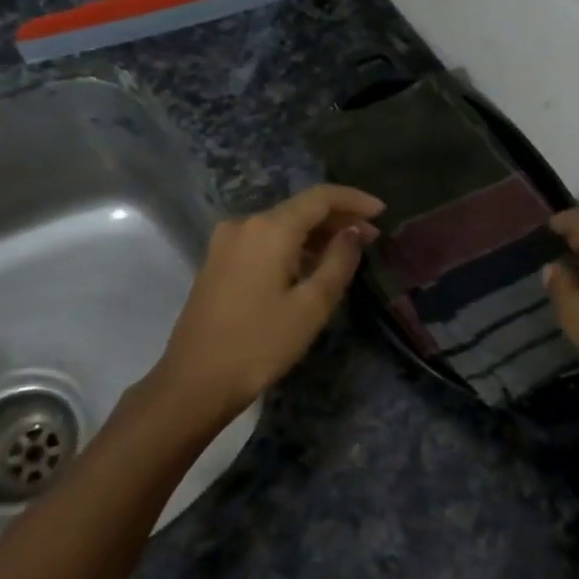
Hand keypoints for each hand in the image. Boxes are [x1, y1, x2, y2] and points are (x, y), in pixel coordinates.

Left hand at [144, 184, 382, 426]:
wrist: (194, 381)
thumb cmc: (260, 344)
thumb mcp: (311, 306)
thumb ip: (338, 261)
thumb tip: (353, 232)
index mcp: (269, 228)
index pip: (320, 197)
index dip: (354, 200)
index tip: (383, 211)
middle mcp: (244, 224)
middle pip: (299, 209)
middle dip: (337, 219)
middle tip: (372, 237)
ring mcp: (226, 242)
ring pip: (281, 225)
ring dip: (315, 234)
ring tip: (347, 252)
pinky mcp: (217, 261)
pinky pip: (263, 241)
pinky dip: (292, 246)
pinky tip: (310, 265)